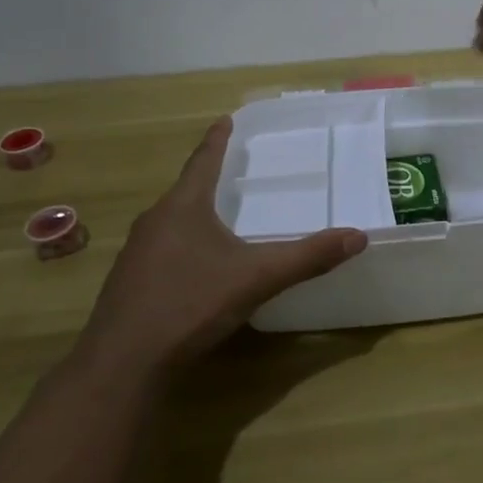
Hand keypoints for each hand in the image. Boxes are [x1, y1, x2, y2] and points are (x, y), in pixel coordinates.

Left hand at [79, 118, 365, 370]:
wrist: (123, 363)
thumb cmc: (190, 304)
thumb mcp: (257, 278)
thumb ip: (307, 257)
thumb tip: (358, 236)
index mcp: (182, 208)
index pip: (203, 161)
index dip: (217, 140)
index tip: (225, 119)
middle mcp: (154, 222)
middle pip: (185, 191)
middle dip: (208, 179)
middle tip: (232, 171)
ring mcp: (136, 253)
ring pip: (171, 222)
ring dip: (194, 215)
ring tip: (218, 216)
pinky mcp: (129, 283)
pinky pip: (162, 250)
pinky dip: (183, 245)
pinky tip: (196, 267)